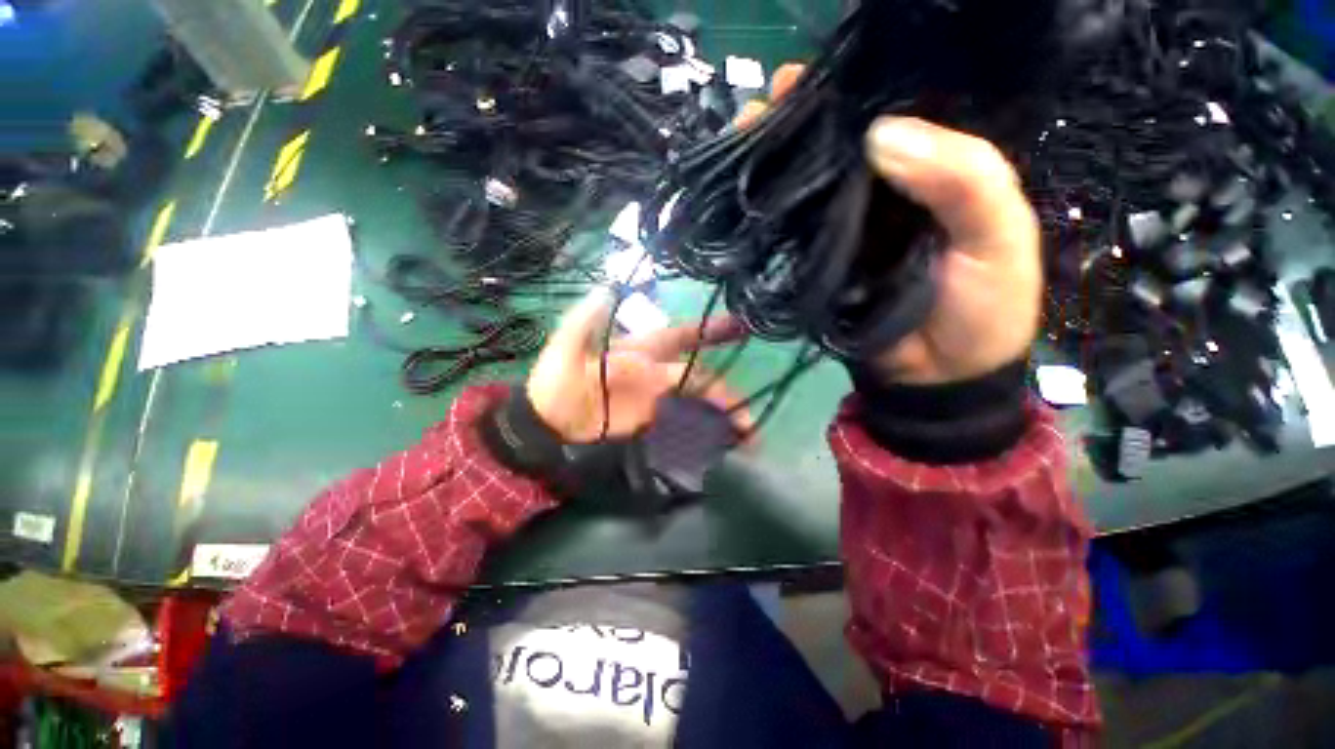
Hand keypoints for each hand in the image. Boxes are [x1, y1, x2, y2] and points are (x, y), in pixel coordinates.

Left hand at [526, 289, 748, 442]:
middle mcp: (654, 372)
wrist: (545, 422)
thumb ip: (587, 318)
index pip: (679, 337)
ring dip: (719, 412)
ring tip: (746, 430)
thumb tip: (607, 287)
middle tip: (750, 409)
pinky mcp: (648, 422)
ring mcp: (653, 400)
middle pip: (697, 376)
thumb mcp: (565, 345)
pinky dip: (702, 429)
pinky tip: (720, 440)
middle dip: (725, 386)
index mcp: (639, 350)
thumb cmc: (555, 380)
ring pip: (694, 400)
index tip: (737, 326)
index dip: (706, 331)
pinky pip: (681, 423)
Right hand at [741, 65, 1042, 386]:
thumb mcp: (999, 234)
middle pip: (838, 150)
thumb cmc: (983, 307)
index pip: (890, 117)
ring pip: (809, 188)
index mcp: (931, 172)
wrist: (936, 377)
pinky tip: (746, 193)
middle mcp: (883, 194)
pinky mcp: (818, 266)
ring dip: (777, 165)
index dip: (852, 93)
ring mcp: (844, 232)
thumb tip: (879, 135)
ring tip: (744, 136)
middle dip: (800, 124)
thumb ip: (962, 177)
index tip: (810, 78)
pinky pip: (793, 234)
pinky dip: (770, 215)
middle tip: (764, 102)